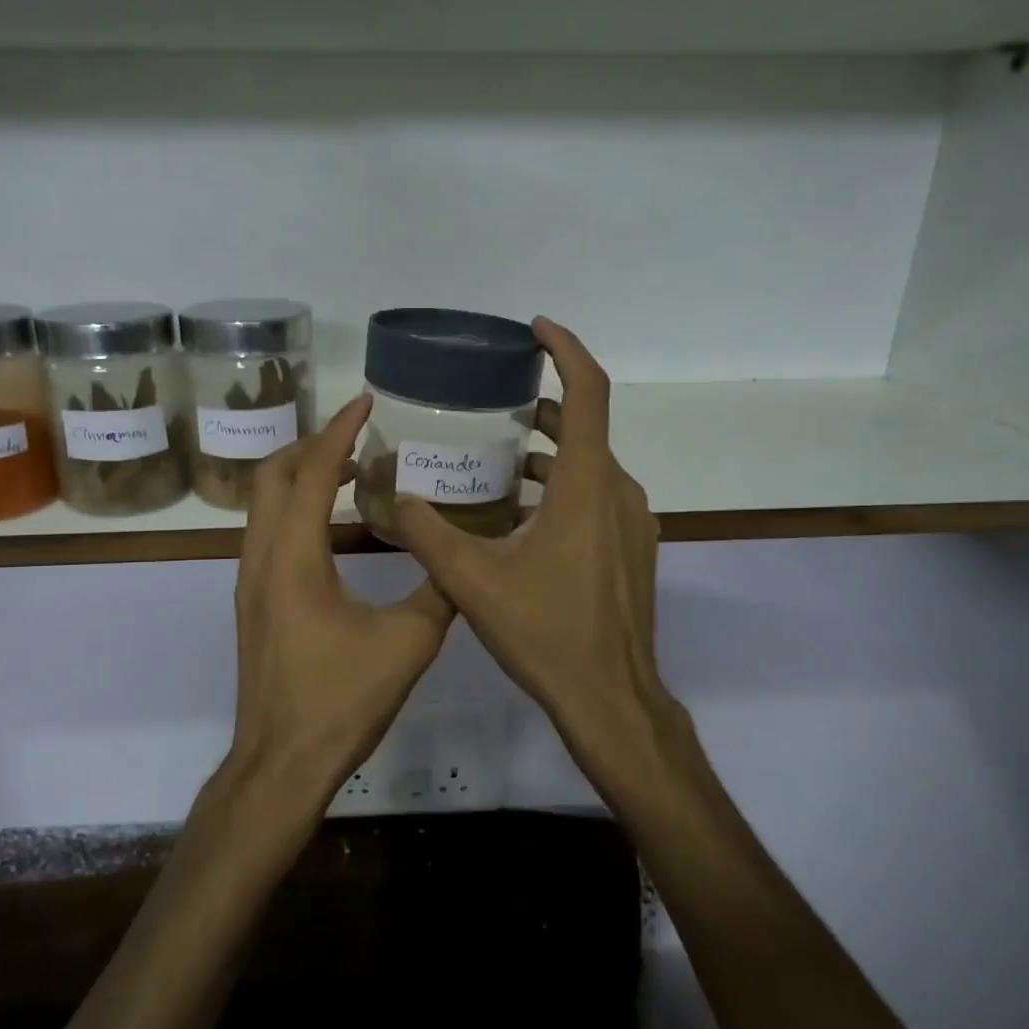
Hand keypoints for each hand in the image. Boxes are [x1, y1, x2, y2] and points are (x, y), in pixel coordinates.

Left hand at [226, 394, 455, 817]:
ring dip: (300, 475)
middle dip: (311, 444)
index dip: (339, 430)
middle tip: (357, 434)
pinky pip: (268, 531)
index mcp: (293, 556)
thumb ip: (439, 589)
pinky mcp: (253, 601)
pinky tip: (332, 524)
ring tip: (349, 468)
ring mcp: (250, 580)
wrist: (281, 762)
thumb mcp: (408, 642)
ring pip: (264, 504)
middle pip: (271, 475)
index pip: (311, 472)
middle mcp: (261, 557)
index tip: (366, 401)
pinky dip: (295, 507)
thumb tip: (463, 553)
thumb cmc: (341, 700)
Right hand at [393, 319, 698, 791]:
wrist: (611, 699)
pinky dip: (563, 488)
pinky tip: (521, 517)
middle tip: (493, 405)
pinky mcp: (632, 550)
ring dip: (549, 455)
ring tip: (497, 460)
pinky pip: (598, 498)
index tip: (535, 329)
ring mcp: (633, 523)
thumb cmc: (546, 632)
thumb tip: (395, 497)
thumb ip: (427, 533)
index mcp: (588, 485)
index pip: (587, 393)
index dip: (565, 350)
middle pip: (585, 428)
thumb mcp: (472, 580)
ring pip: (591, 467)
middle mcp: (619, 493)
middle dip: (541, 409)